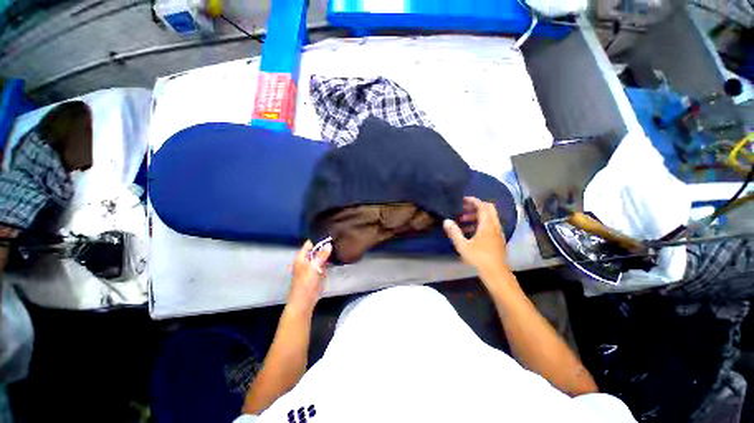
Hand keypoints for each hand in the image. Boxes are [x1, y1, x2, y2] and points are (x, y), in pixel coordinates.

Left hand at [287, 240, 331, 314]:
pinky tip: (337, 255)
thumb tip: (329, 244)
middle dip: (325, 245)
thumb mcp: (313, 268)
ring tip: (338, 244)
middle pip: (316, 249)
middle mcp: (307, 260)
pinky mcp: (318, 272)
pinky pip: (324, 262)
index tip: (330, 234)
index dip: (318, 239)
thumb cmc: (305, 284)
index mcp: (301, 257)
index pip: (310, 243)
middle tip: (337, 238)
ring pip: (321, 255)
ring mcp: (313, 266)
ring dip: (328, 252)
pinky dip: (329, 259)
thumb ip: (321, 256)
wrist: (305, 301)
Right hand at [444, 197, 508, 278]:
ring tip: (462, 221)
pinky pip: (489, 226)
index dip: (473, 201)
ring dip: (476, 216)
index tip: (463, 200)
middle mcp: (495, 226)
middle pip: (488, 209)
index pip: (483, 206)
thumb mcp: (462, 245)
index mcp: (487, 225)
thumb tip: (446, 221)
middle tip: (462, 209)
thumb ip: (454, 232)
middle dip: (475, 207)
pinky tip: (469, 232)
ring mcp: (497, 233)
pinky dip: (480, 224)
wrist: (496, 273)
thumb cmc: (479, 258)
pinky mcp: (497, 240)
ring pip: (488, 218)